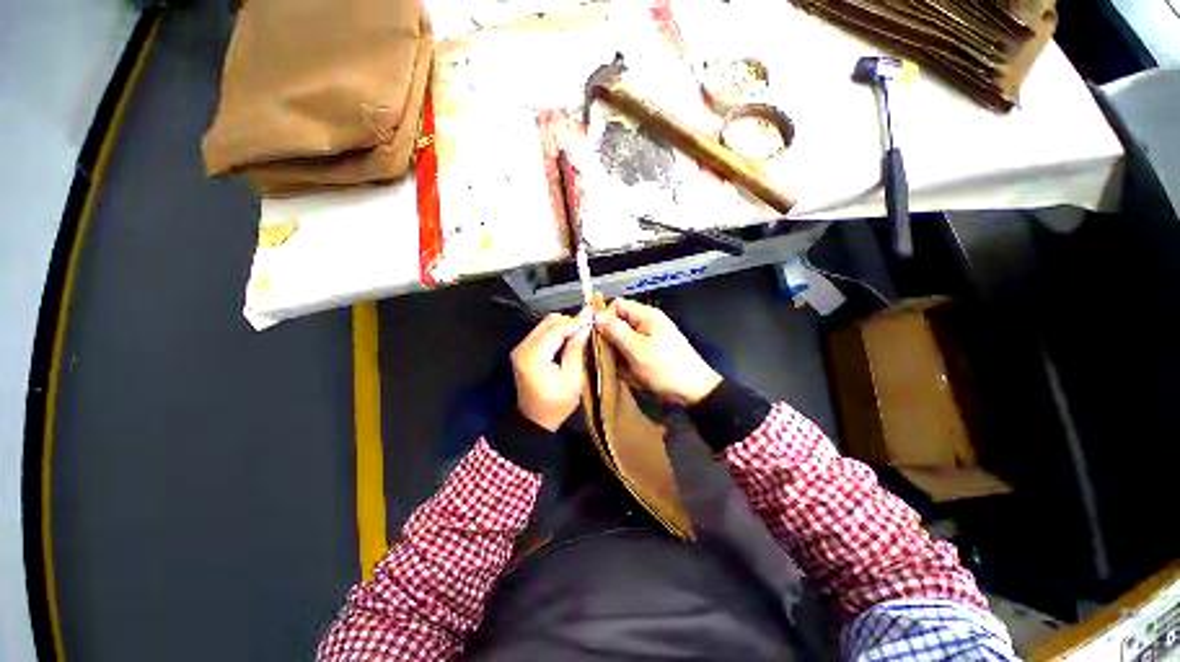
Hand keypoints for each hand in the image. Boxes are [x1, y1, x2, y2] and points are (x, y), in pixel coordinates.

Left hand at [510, 312, 591, 431]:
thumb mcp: (573, 380)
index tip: (592, 316)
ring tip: (581, 331)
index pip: (556, 329)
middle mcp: (523, 348)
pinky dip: (556, 331)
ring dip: (563, 325)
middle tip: (588, 324)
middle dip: (570, 321)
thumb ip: (576, 351)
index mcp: (534, 357)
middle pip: (549, 322)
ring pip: (544, 324)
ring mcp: (520, 348)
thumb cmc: (556, 405)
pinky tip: (569, 337)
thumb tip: (584, 328)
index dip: (575, 321)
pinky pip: (541, 332)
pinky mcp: (523, 350)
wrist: (535, 421)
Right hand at [594, 298, 721, 405]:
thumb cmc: (665, 368)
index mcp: (646, 316)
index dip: (604, 318)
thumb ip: (615, 331)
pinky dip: (630, 366)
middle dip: (613, 343)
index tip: (597, 336)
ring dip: (621, 358)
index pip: (617, 305)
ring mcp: (648, 340)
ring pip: (622, 344)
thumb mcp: (636, 349)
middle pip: (618, 326)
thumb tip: (596, 317)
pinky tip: (635, 377)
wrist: (693, 392)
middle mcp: (646, 324)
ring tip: (628, 371)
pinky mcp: (649, 354)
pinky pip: (631, 356)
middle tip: (613, 359)